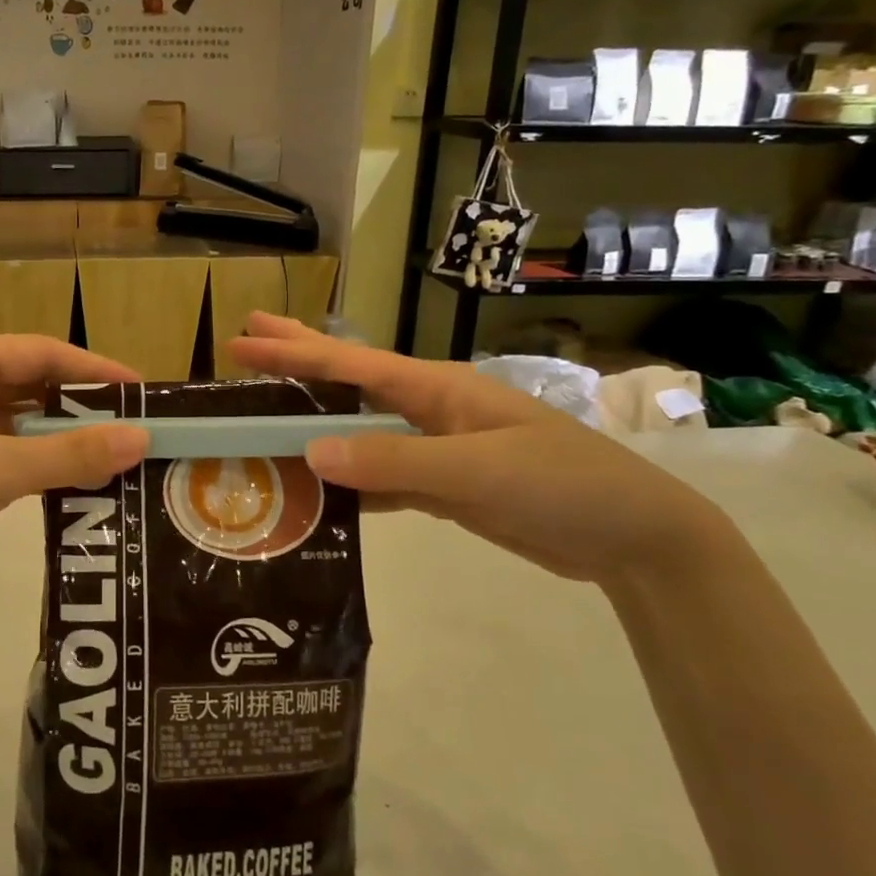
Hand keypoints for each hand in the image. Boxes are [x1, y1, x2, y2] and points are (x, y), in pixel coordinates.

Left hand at [0, 335, 148, 616]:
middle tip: (131, 428)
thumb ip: (71, 454)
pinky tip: (66, 479)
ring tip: (110, 455)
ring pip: (13, 419)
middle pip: (27, 383)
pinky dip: (31, 460)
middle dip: (78, 407)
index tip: (141, 392)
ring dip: (56, 437)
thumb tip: (141, 439)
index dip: (94, 370)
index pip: (39, 352)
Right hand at [229, 313, 739, 589]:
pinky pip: (378, 476)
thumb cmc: (563, 484)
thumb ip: (394, 460)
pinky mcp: (441, 485)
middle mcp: (428, 408)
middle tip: (242, 341)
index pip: (350, 365)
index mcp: (436, 387)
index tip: (241, 339)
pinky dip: (344, 479)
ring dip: (311, 422)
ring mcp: (434, 447)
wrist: (634, 536)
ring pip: (357, 430)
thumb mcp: (478, 470)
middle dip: (296, 360)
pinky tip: (314, 486)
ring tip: (263, 414)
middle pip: (348, 380)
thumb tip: (310, 451)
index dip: (293, 353)